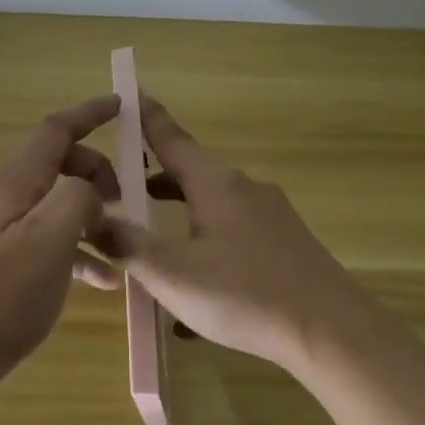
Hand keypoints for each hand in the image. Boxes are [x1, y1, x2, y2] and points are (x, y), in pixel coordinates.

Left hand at [0, 95, 121, 375]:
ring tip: (124, 241)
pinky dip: (82, 250)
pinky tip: (106, 280)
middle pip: (60, 164)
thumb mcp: (51, 236)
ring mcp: (8, 229)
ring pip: (60, 203)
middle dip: (97, 172)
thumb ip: (77, 197)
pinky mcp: (11, 259)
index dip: (89, 113)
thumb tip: (90, 192)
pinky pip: (54, 240)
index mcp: (17, 182)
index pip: (55, 130)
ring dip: (94, 214)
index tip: (122, 106)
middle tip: (126, 199)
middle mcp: (10, 197)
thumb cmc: (7, 290)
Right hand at [91, 96, 359, 372]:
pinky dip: (206, 246)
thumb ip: (128, 246)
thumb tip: (93, 221)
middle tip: (123, 194)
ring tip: (153, 246)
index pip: (172, 140)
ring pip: (212, 206)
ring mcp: (271, 216)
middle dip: (155, 181)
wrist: (331, 331)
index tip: (132, 93)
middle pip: (191, 173)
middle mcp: (244, 189)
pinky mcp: (286, 243)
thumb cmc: (243, 294)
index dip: (148, 119)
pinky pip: (234, 233)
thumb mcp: (172, 274)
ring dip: (180, 217)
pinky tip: (196, 294)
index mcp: (215, 184)